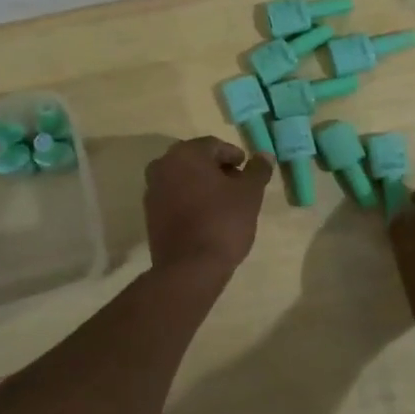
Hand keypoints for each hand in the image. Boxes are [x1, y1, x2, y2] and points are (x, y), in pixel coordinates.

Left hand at [144, 137, 272, 275]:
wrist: (190, 268)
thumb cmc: (223, 222)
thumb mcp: (250, 194)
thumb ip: (257, 170)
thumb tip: (264, 155)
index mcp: (186, 153)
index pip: (215, 145)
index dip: (235, 157)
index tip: (248, 172)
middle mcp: (163, 165)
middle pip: (196, 160)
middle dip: (218, 170)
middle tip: (239, 187)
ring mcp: (152, 190)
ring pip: (183, 178)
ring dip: (203, 185)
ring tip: (225, 203)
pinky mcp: (150, 213)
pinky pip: (174, 197)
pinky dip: (190, 200)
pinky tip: (206, 216)